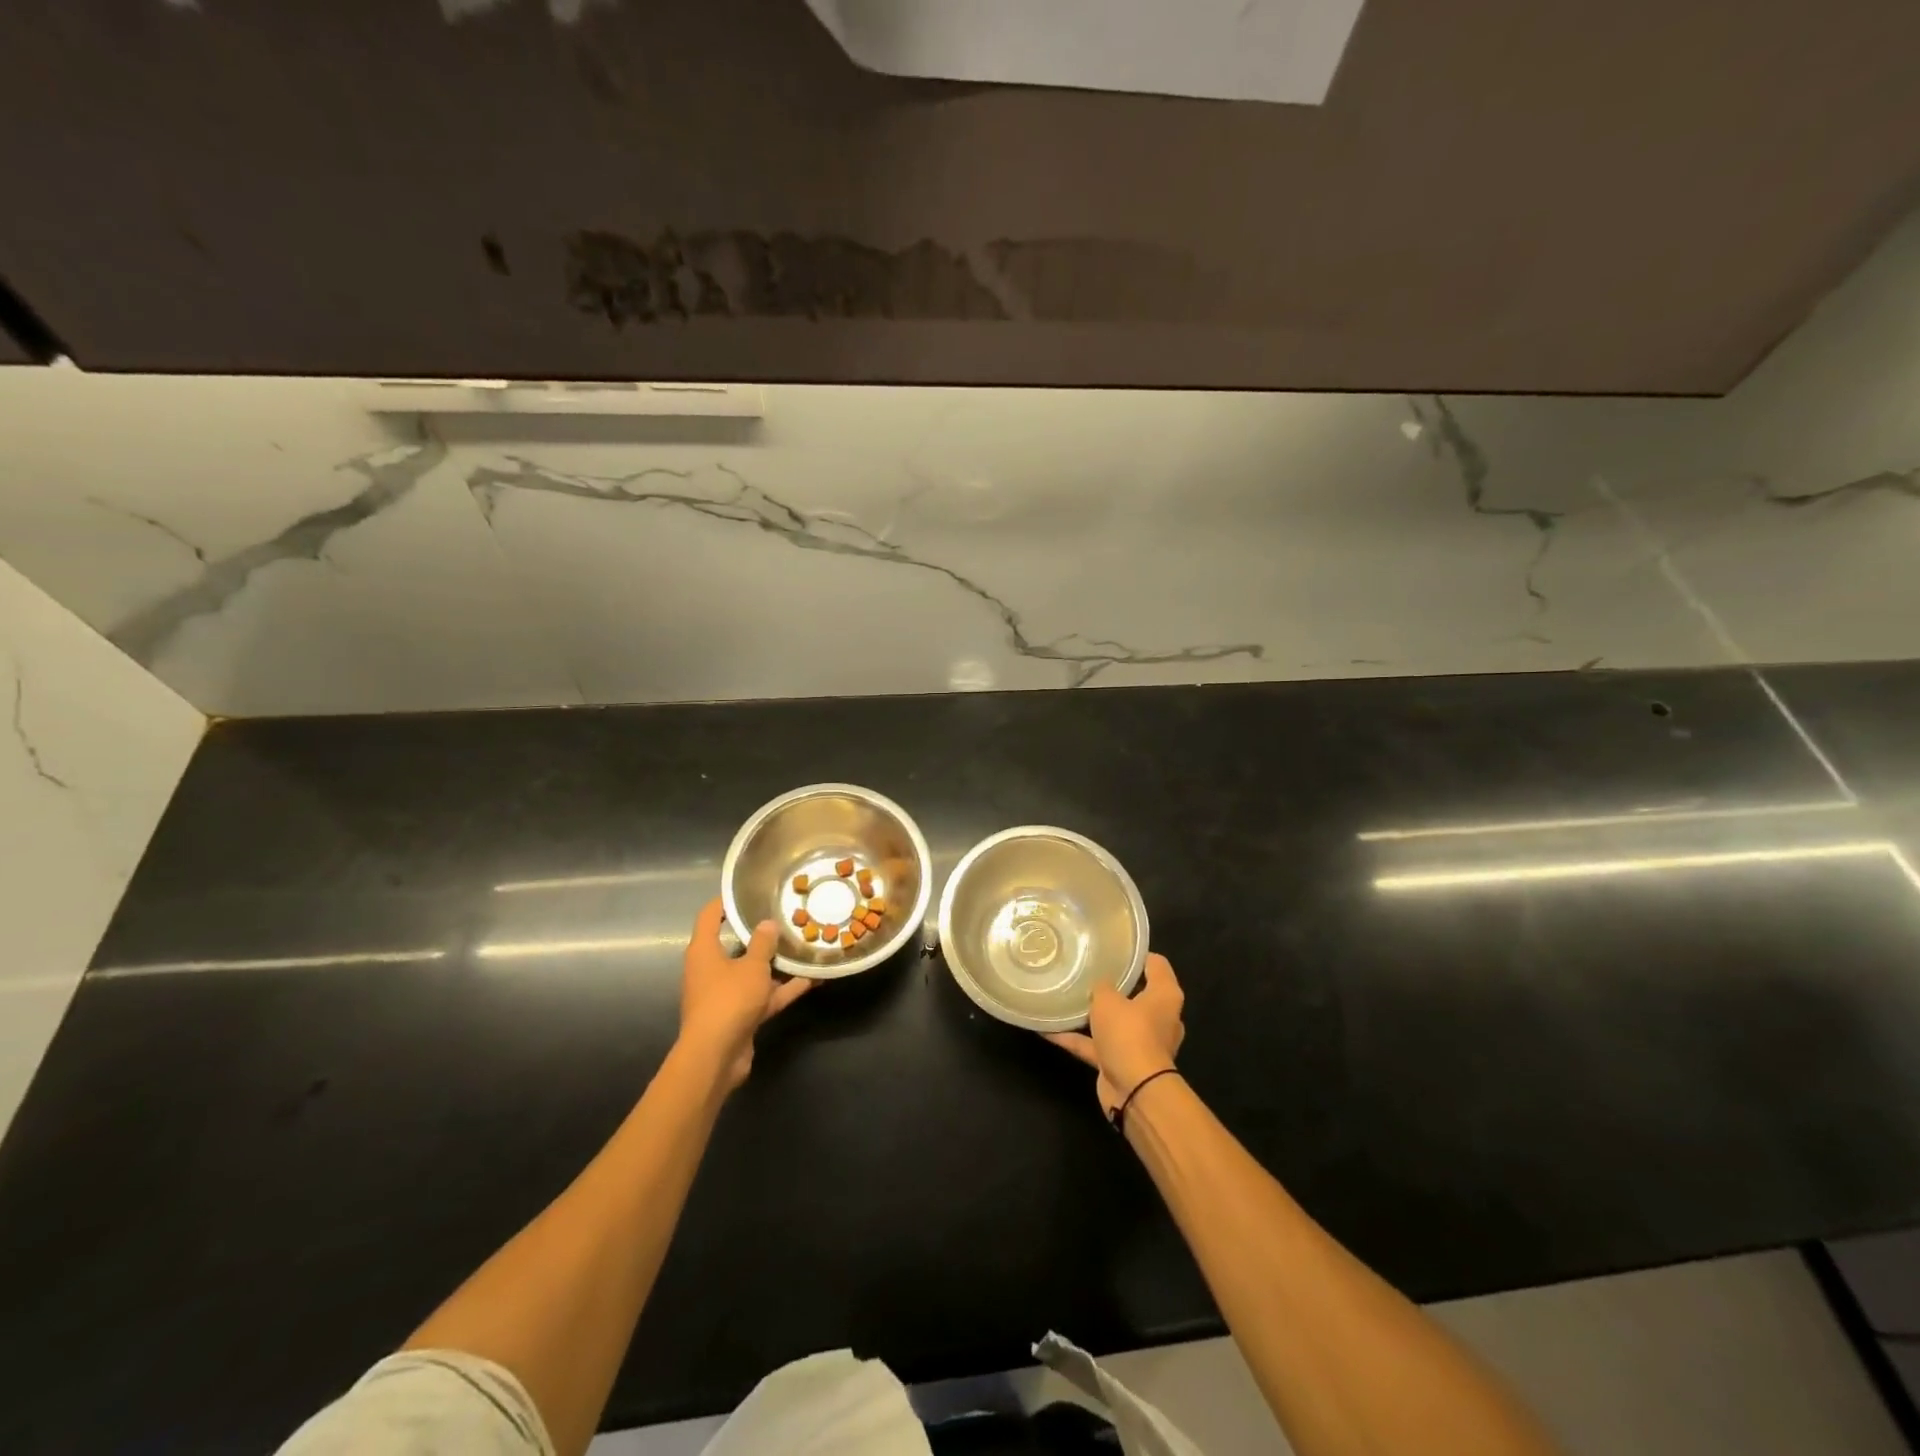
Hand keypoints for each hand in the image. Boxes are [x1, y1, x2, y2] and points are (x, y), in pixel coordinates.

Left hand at [678, 898, 812, 1090]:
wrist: (716, 1056)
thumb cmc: (729, 1000)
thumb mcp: (752, 966)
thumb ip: (763, 944)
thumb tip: (768, 924)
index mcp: (704, 951)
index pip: (709, 917)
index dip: (724, 902)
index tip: (745, 891)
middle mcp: (711, 970)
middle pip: (735, 945)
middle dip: (759, 934)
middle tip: (784, 918)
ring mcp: (725, 994)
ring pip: (753, 973)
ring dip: (776, 964)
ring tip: (803, 946)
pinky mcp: (740, 1015)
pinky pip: (764, 996)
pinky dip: (784, 989)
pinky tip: (812, 979)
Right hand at [1046, 953, 1184, 1117]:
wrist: (1135, 1091)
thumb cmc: (1129, 1034)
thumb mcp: (1109, 1000)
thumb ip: (1102, 987)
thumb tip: (1100, 985)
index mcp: (1165, 996)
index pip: (1156, 965)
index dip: (1137, 954)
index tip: (1114, 947)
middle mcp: (1158, 1018)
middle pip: (1136, 993)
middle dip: (1113, 984)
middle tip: (1087, 969)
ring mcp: (1140, 1042)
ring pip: (1114, 1021)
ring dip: (1093, 1014)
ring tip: (1067, 997)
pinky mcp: (1122, 1062)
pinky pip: (1095, 1045)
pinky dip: (1075, 1038)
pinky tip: (1047, 1029)